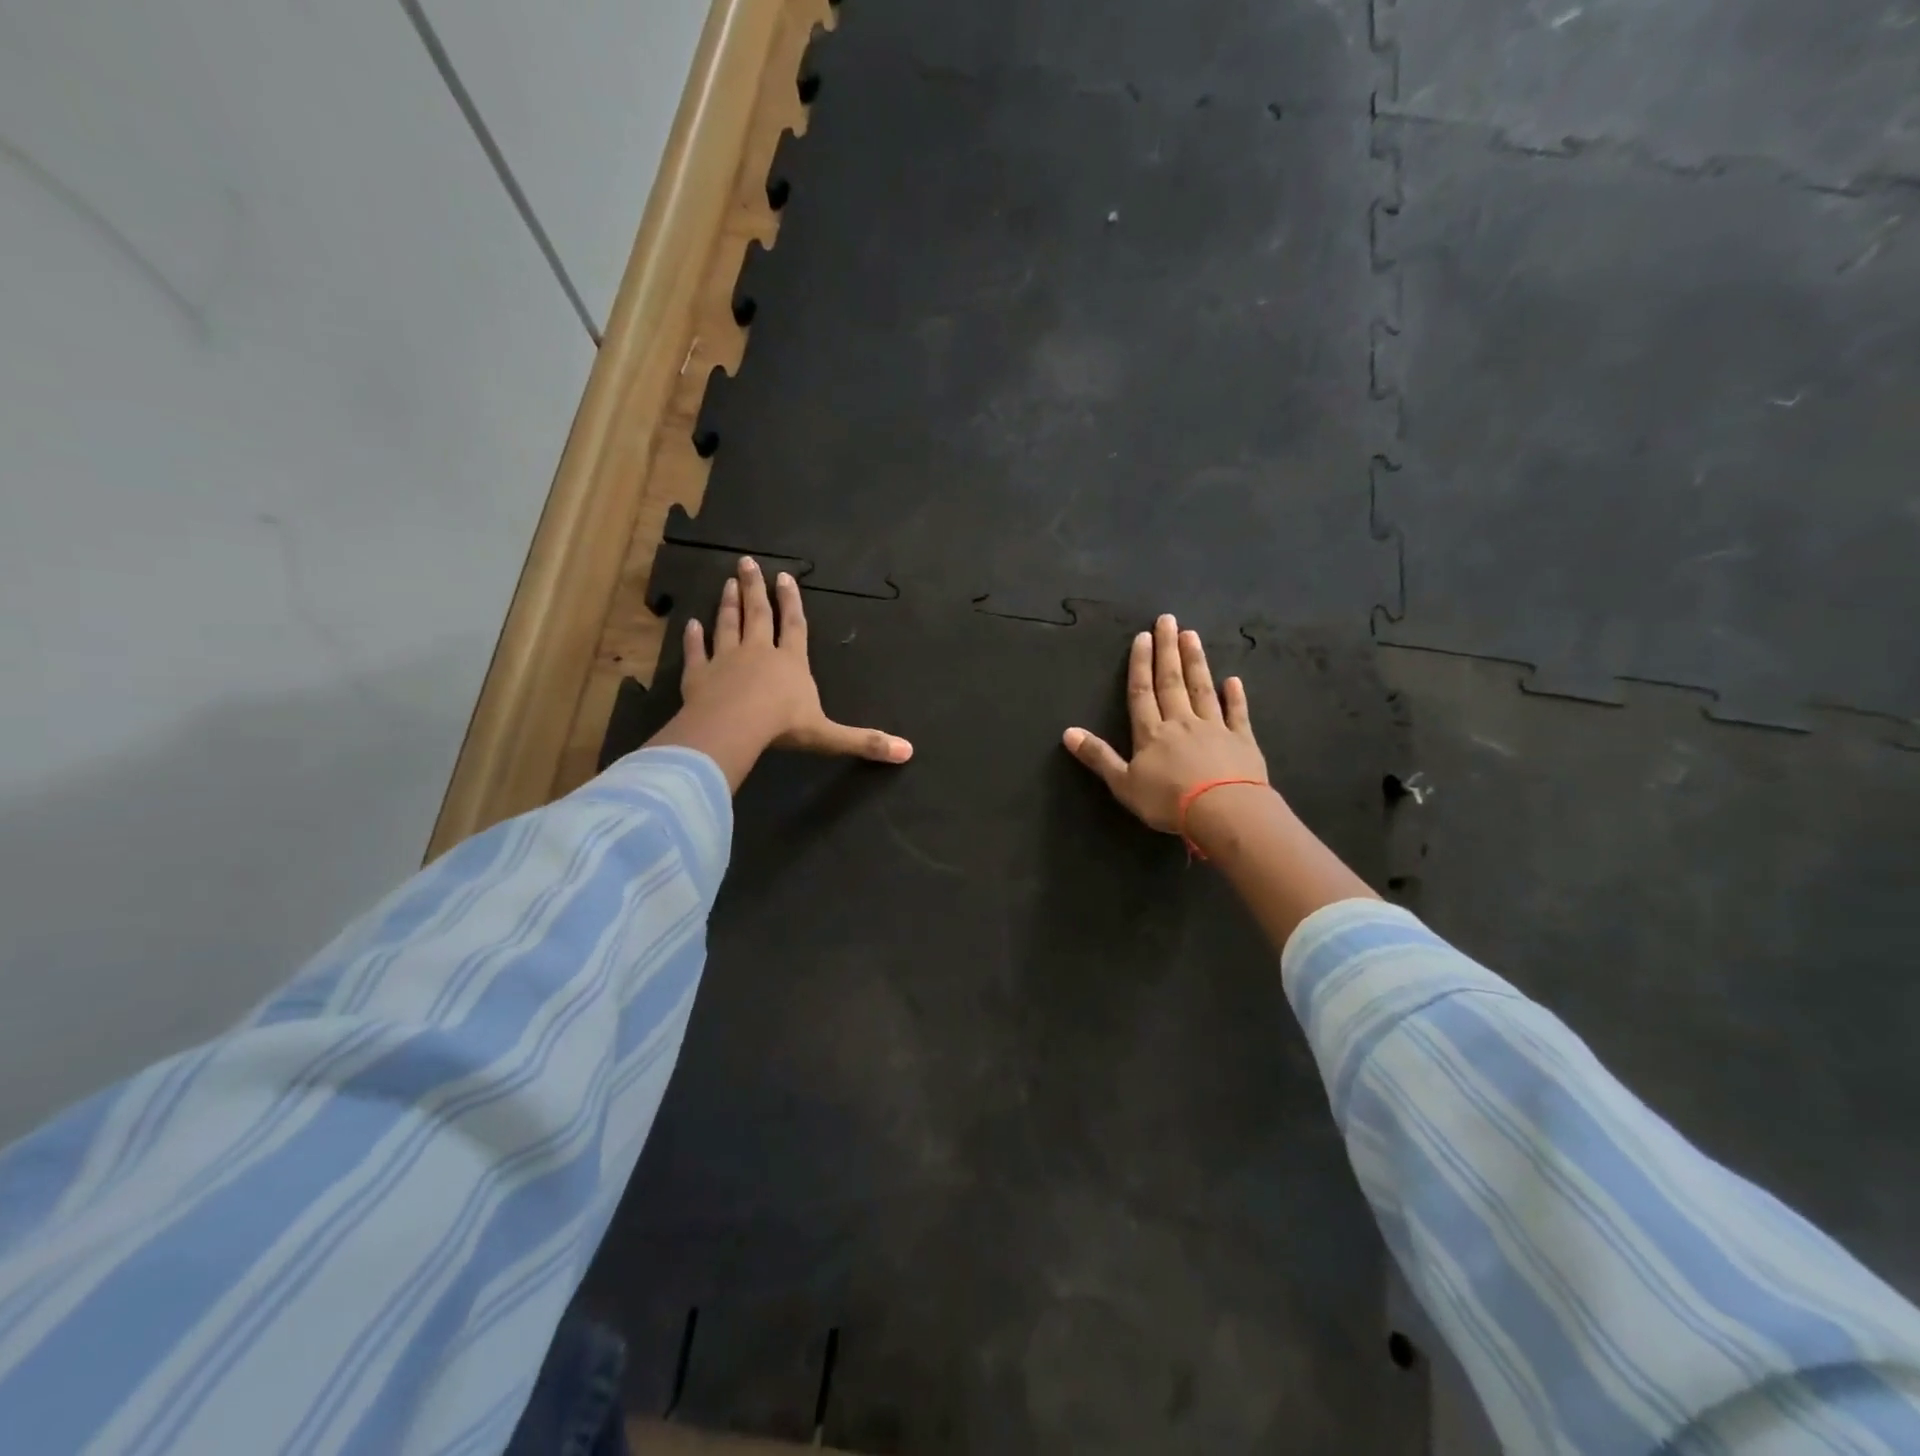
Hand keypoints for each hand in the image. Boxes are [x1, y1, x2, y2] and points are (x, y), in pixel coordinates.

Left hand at [648, 557, 910, 789]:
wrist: (734, 727)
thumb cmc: (783, 726)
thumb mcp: (829, 736)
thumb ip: (864, 742)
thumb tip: (907, 752)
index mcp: (791, 663)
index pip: (794, 626)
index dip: (792, 602)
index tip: (785, 577)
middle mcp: (759, 652)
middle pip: (758, 615)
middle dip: (755, 589)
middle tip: (747, 563)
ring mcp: (726, 660)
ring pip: (728, 626)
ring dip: (728, 604)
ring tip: (727, 583)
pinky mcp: (699, 675)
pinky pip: (696, 652)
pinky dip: (694, 638)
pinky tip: (691, 624)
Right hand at [1062, 614, 1268, 833]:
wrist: (1223, 811)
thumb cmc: (1168, 801)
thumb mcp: (1123, 784)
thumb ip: (1098, 756)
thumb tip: (1068, 732)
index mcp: (1151, 733)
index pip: (1142, 692)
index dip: (1141, 664)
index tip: (1143, 637)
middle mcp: (1181, 722)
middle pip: (1171, 681)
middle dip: (1168, 651)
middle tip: (1168, 620)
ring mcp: (1214, 728)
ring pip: (1202, 689)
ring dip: (1196, 662)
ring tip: (1192, 635)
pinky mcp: (1242, 740)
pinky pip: (1237, 713)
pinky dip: (1235, 696)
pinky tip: (1233, 680)